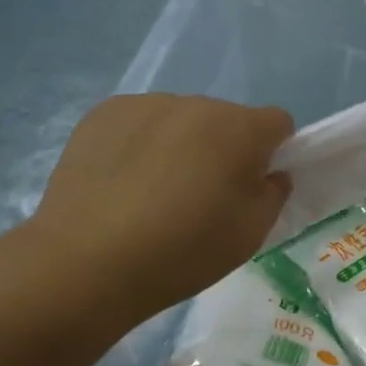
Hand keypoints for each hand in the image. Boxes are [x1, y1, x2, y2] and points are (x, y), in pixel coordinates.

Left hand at [26, 95, 293, 321]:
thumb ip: (273, 193)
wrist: (88, 261)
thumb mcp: (252, 233)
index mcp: (241, 128)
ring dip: (182, 144)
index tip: (253, 186)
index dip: (273, 152)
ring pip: (181, 120)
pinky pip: (140, 123)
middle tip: (203, 196)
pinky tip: (123, 183)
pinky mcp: (104, 114)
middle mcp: (197, 104)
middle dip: (224, 148)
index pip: (277, 123)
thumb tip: (269, 172)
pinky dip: (141, 144)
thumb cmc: (185, 250)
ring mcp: (146, 104)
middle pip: (227, 120)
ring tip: (155, 192)